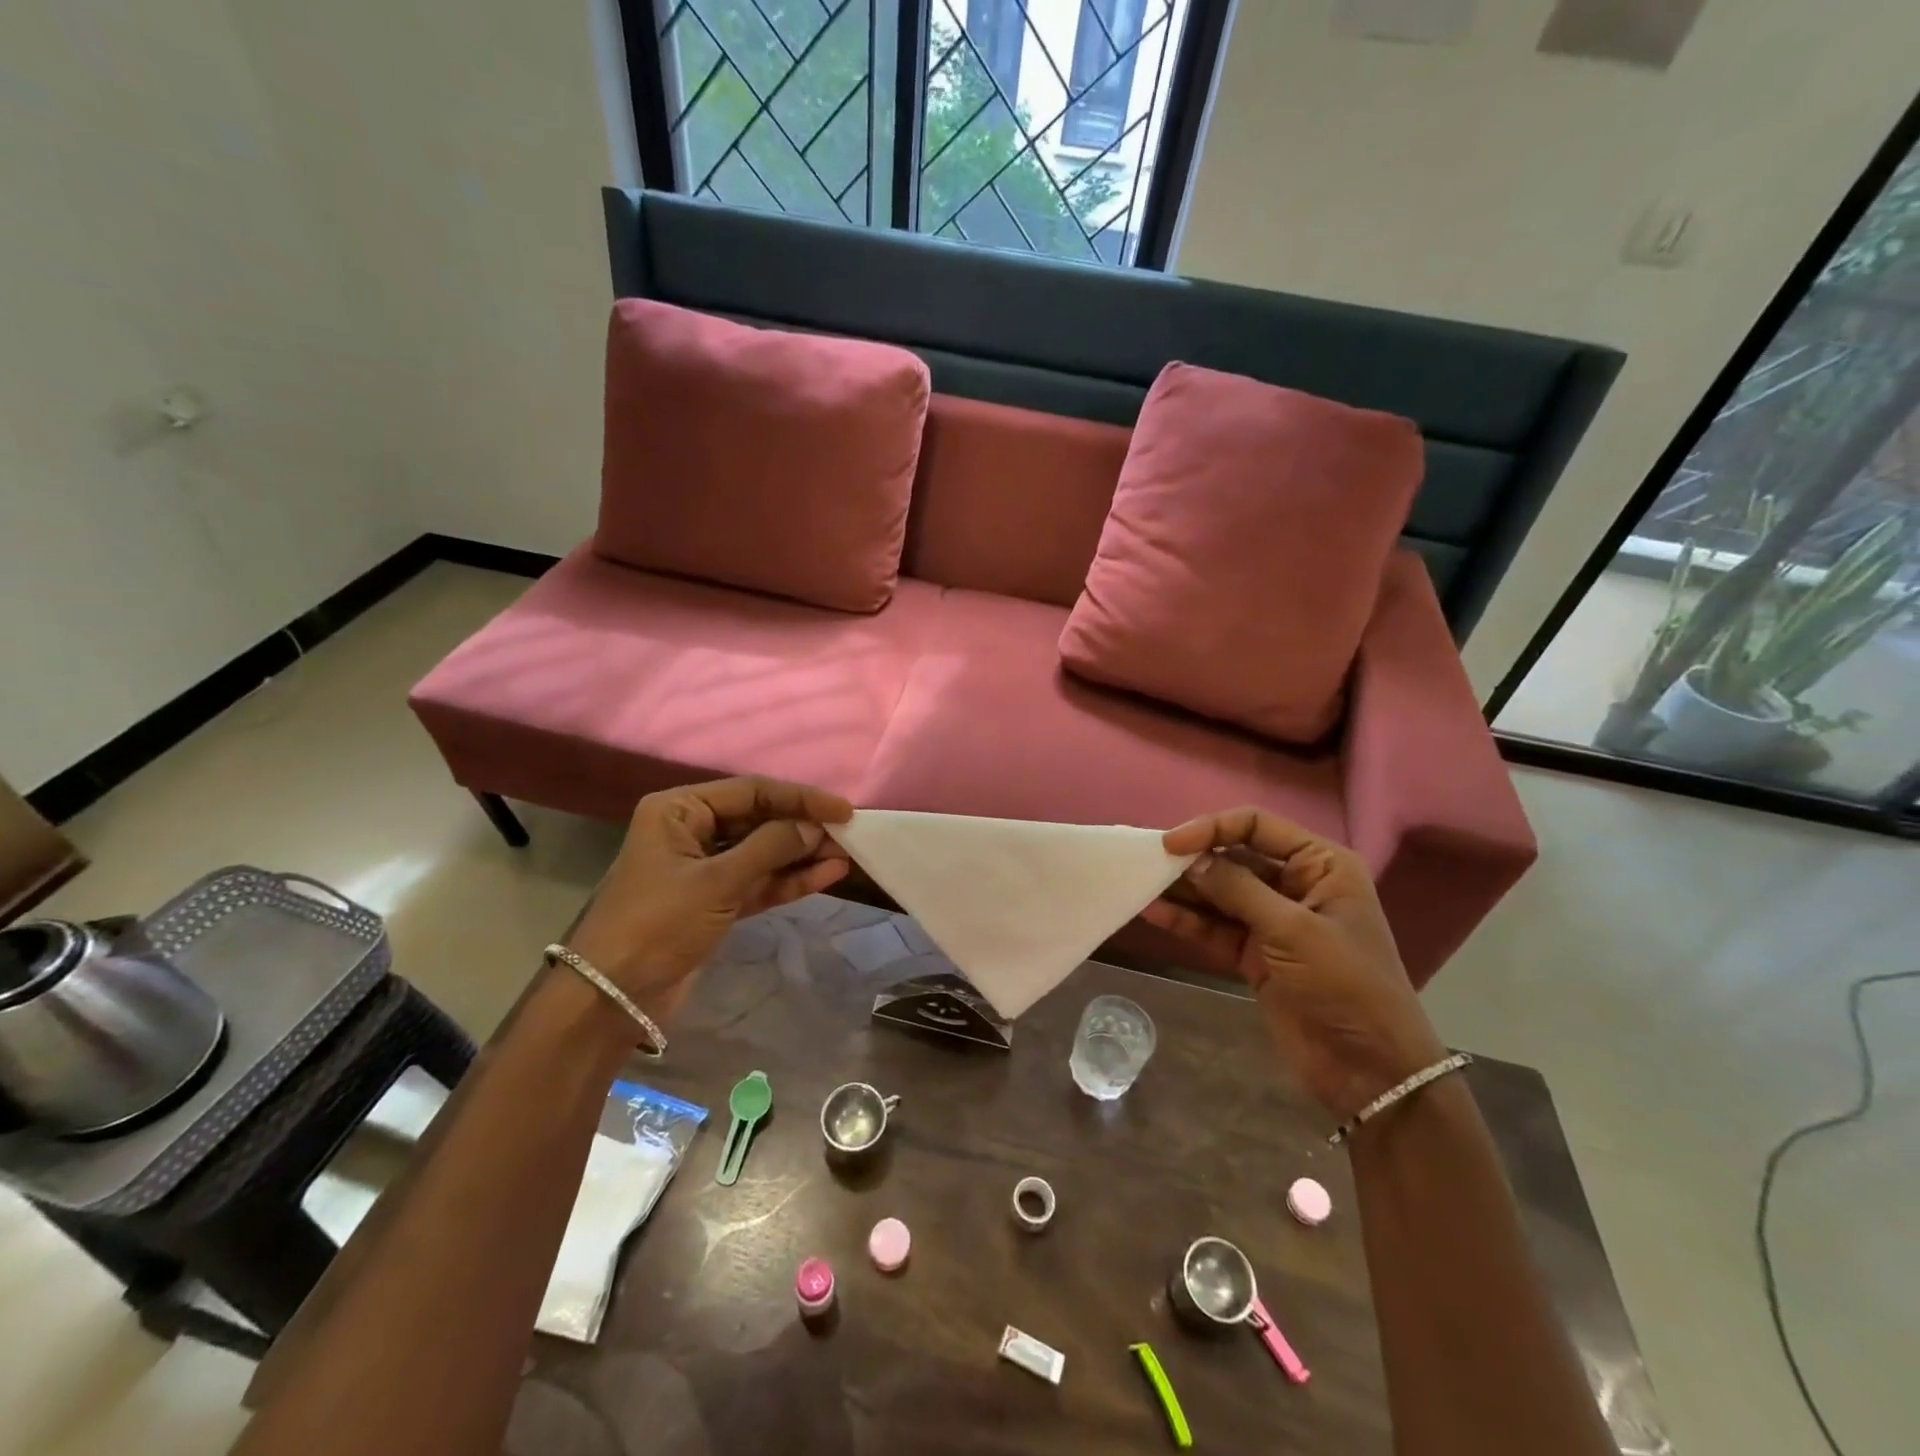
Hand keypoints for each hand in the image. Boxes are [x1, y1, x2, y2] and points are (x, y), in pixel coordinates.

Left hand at [566, 777, 852, 1020]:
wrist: (612, 997)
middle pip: (759, 820)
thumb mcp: (716, 881)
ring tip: (845, 855)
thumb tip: (814, 826)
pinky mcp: (714, 901)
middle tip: (848, 836)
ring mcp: (704, 868)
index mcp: (680, 810)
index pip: (751, 792)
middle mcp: (692, 830)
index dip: (799, 798)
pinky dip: (788, 881)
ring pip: (762, 853)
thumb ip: (770, 848)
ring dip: (801, 855)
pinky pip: (758, 882)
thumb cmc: (657, 924)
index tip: (842, 810)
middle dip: (802, 828)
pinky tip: (825, 875)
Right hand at [1142, 808, 1446, 1120]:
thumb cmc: (1346, 986)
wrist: (1370, 1071)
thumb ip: (1239, 890)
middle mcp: (1295, 884)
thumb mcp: (1294, 930)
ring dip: (1184, 890)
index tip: (1171, 844)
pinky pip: (1215, 927)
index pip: (1257, 826)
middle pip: (1234, 857)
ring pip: (1220, 893)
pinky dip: (1187, 920)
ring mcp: (1273, 921)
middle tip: (1147, 863)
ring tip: (1141, 884)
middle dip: (1193, 859)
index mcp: (1320, 864)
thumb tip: (1192, 861)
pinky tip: (1154, 912)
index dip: (1213, 828)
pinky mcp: (1255, 954)